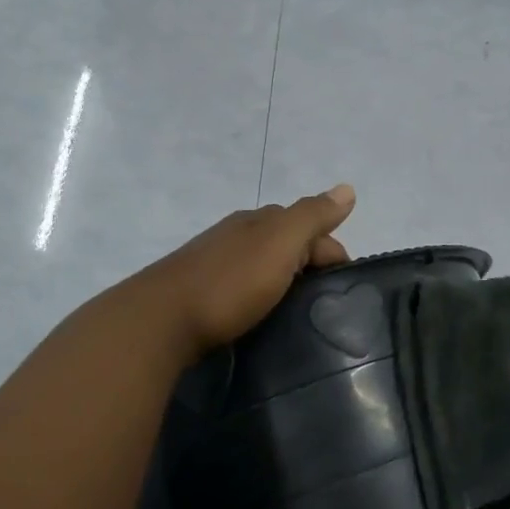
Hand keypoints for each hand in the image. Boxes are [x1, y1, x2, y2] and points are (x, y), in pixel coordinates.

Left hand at [139, 185, 356, 356]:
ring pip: (266, 266)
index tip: (342, 295)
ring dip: (286, 283)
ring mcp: (217, 262)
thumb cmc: (229, 282)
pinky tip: (262, 316)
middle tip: (322, 308)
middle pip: (289, 245)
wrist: (161, 320)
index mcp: (260, 221)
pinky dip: (262, 297)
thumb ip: (313, 217)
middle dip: (311, 268)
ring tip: (296, 317)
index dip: (333, 256)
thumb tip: (348, 188)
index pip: (313, 228)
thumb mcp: (280, 244)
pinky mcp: (202, 292)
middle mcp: (239, 234)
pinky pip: (245, 287)